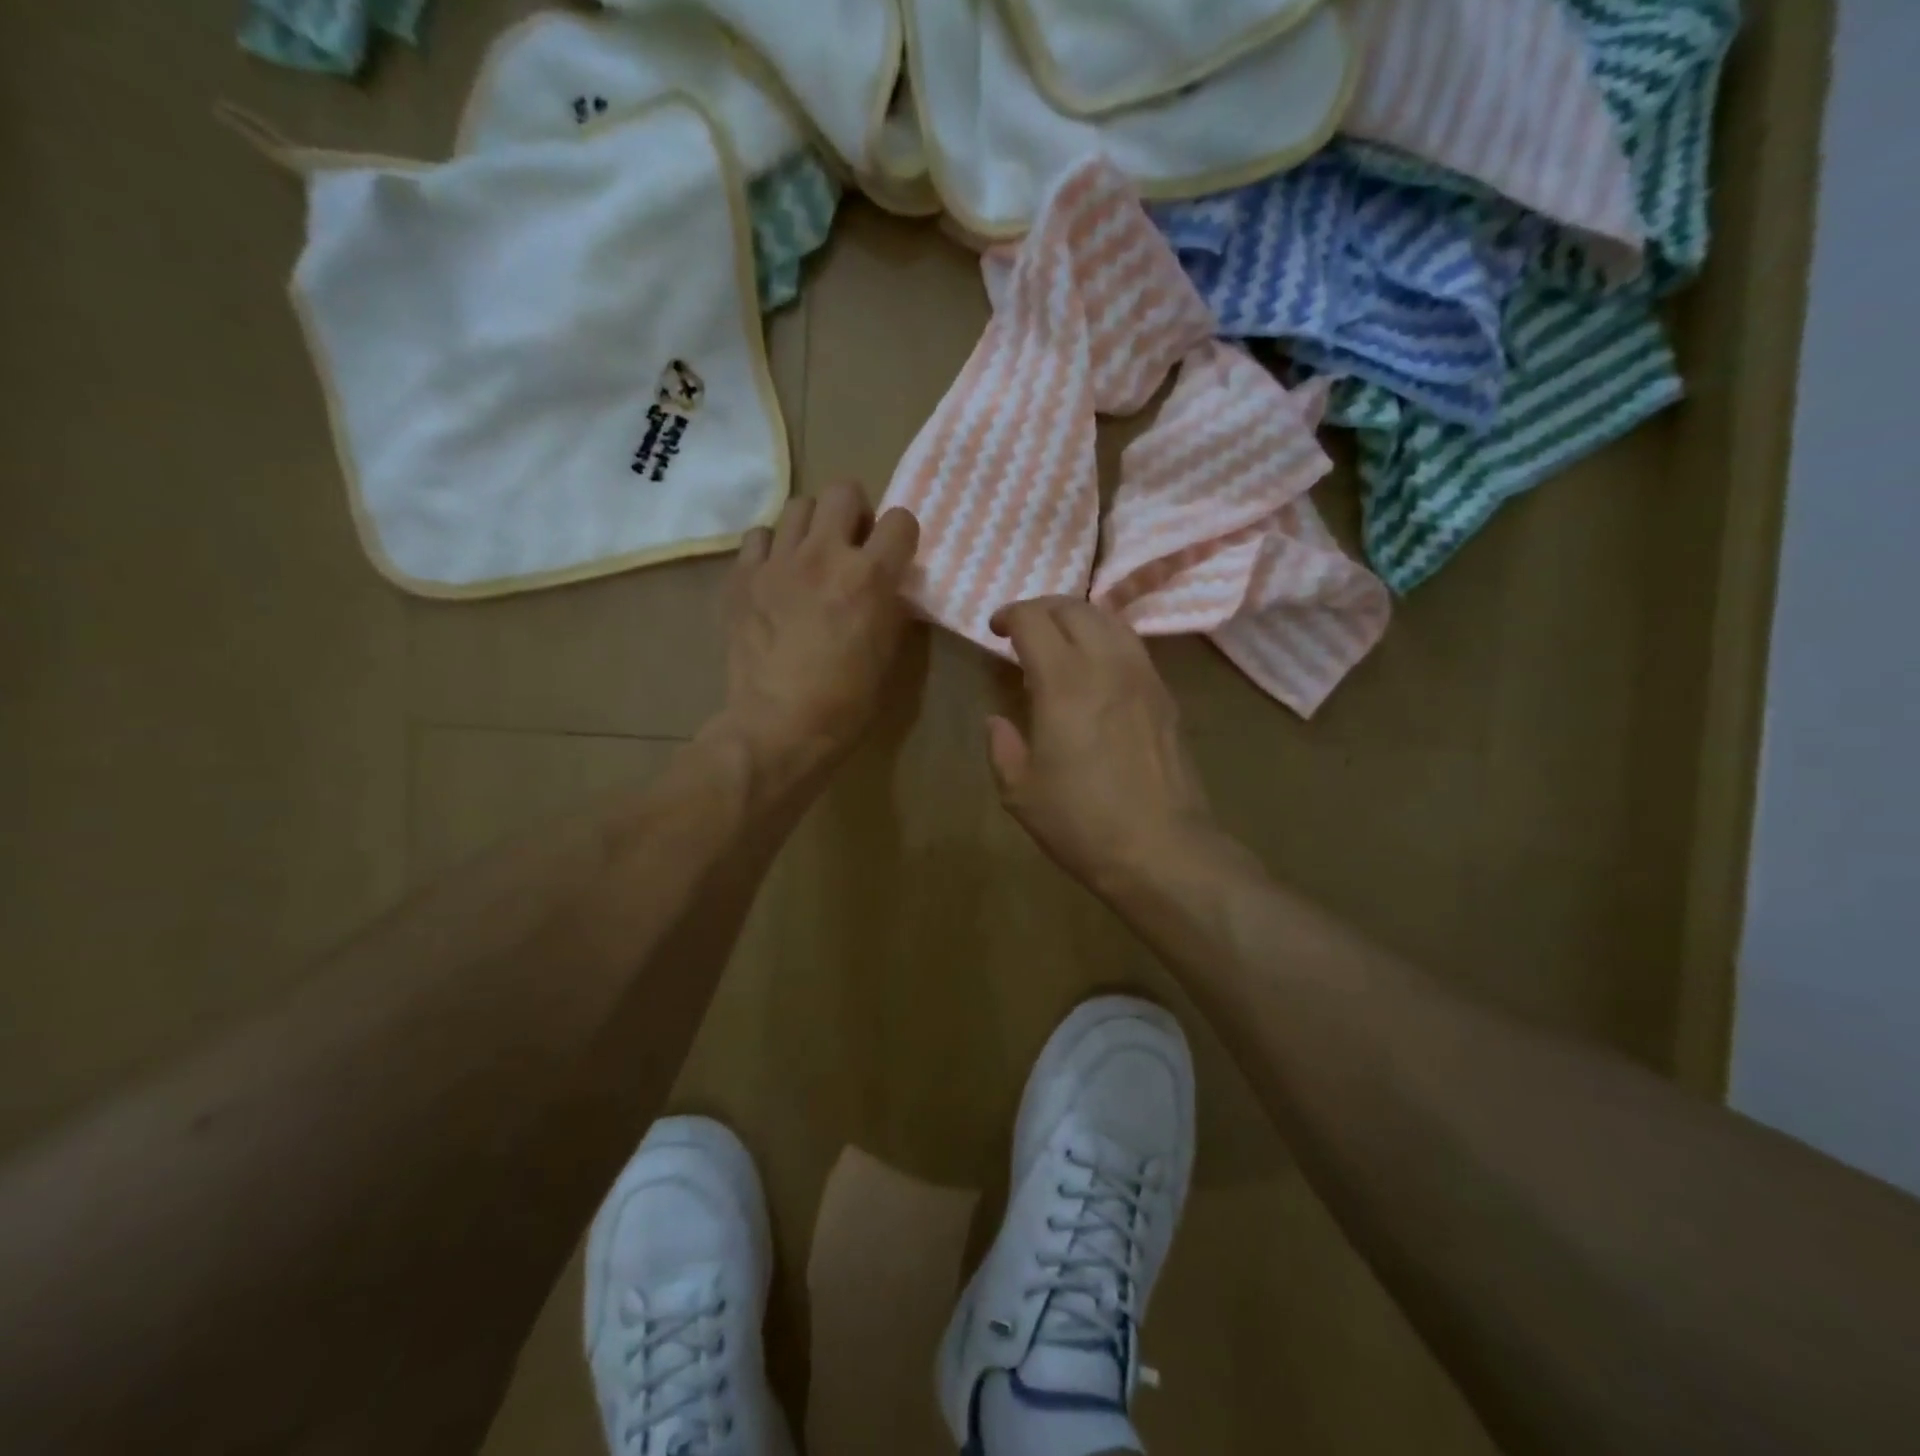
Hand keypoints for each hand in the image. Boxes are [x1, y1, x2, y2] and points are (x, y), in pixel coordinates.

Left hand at [712, 482, 918, 794]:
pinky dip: (773, 548)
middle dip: (854, 511)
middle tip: (850, 544)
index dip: (901, 535)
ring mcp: (778, 562)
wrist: (779, 726)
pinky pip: (759, 536)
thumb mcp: (888, 653)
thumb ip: (890, 605)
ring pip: (798, 505)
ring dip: (813, 526)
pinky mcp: (742, 577)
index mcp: (870, 576)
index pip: (900, 519)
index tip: (894, 555)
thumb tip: (888, 583)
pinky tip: (777, 575)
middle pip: (843, 490)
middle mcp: (824, 555)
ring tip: (811, 557)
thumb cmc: (846, 701)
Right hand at [987, 597, 1218, 897]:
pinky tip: (1097, 667)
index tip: (996, 629)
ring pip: (1111, 620)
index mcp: (1064, 682)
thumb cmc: (1082, 823)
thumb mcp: (1021, 791)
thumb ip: (1002, 746)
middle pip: (1075, 608)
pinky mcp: (1165, 695)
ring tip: (1061, 640)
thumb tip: (996, 720)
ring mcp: (1143, 676)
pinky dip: (1107, 639)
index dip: (1010, 615)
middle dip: (1043, 608)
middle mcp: (1107, 665)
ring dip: (1079, 618)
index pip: (1034, 620)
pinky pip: (1133, 646)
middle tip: (1024, 629)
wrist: (1161, 848)